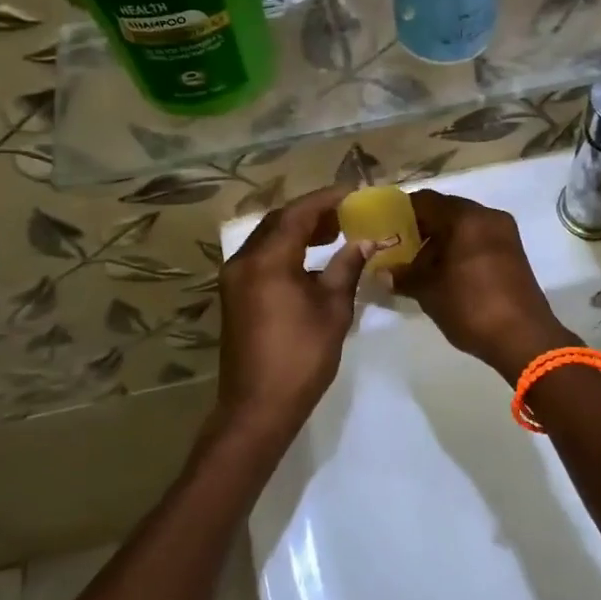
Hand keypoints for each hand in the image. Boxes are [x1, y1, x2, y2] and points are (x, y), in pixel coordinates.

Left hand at [216, 184, 375, 441]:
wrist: (257, 407)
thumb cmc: (301, 357)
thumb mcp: (333, 309)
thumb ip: (347, 267)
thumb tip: (366, 241)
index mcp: (267, 260)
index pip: (298, 214)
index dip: (327, 199)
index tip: (354, 193)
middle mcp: (244, 261)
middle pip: (279, 221)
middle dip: (312, 212)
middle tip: (346, 212)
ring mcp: (234, 278)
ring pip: (267, 238)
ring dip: (298, 230)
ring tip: (333, 232)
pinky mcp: (234, 295)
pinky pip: (261, 257)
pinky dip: (285, 249)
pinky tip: (310, 260)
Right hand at [392, 189, 575, 382]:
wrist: (523, 339)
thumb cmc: (471, 306)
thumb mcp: (429, 291)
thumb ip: (403, 276)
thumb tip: (382, 273)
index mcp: (465, 217)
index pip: (425, 200)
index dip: (401, 213)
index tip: (385, 229)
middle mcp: (487, 216)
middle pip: (446, 211)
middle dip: (421, 228)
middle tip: (399, 249)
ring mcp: (505, 233)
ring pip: (463, 226)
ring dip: (441, 240)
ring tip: (420, 266)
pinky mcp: (513, 252)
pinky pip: (479, 239)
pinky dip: (460, 249)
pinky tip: (445, 273)